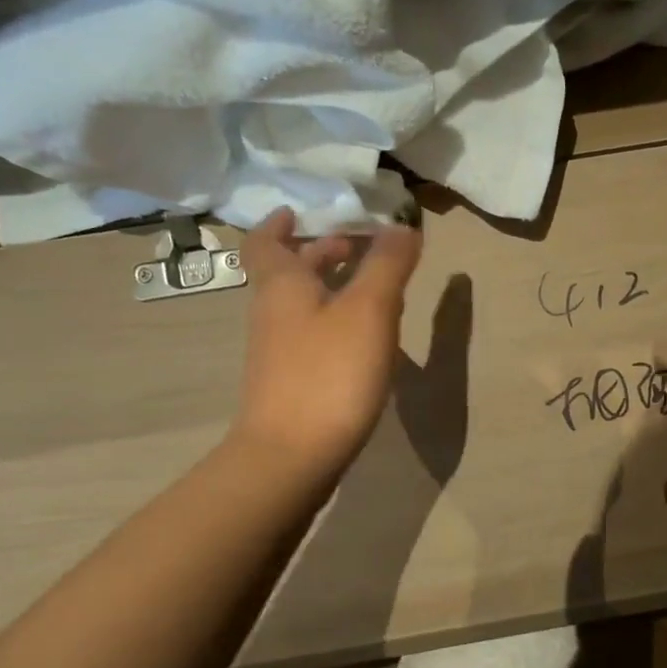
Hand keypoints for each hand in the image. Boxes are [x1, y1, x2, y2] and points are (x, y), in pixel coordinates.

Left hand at [231, 207, 423, 477]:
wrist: (292, 456)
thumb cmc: (329, 373)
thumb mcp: (369, 310)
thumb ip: (387, 265)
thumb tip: (401, 226)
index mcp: (282, 286)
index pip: (265, 242)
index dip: (280, 222)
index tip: (299, 210)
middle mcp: (273, 313)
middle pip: (288, 272)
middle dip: (319, 252)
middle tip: (356, 244)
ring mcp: (279, 352)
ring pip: (301, 304)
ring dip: (330, 286)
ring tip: (373, 286)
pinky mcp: (291, 383)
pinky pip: (311, 335)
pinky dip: (334, 320)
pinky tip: (366, 337)